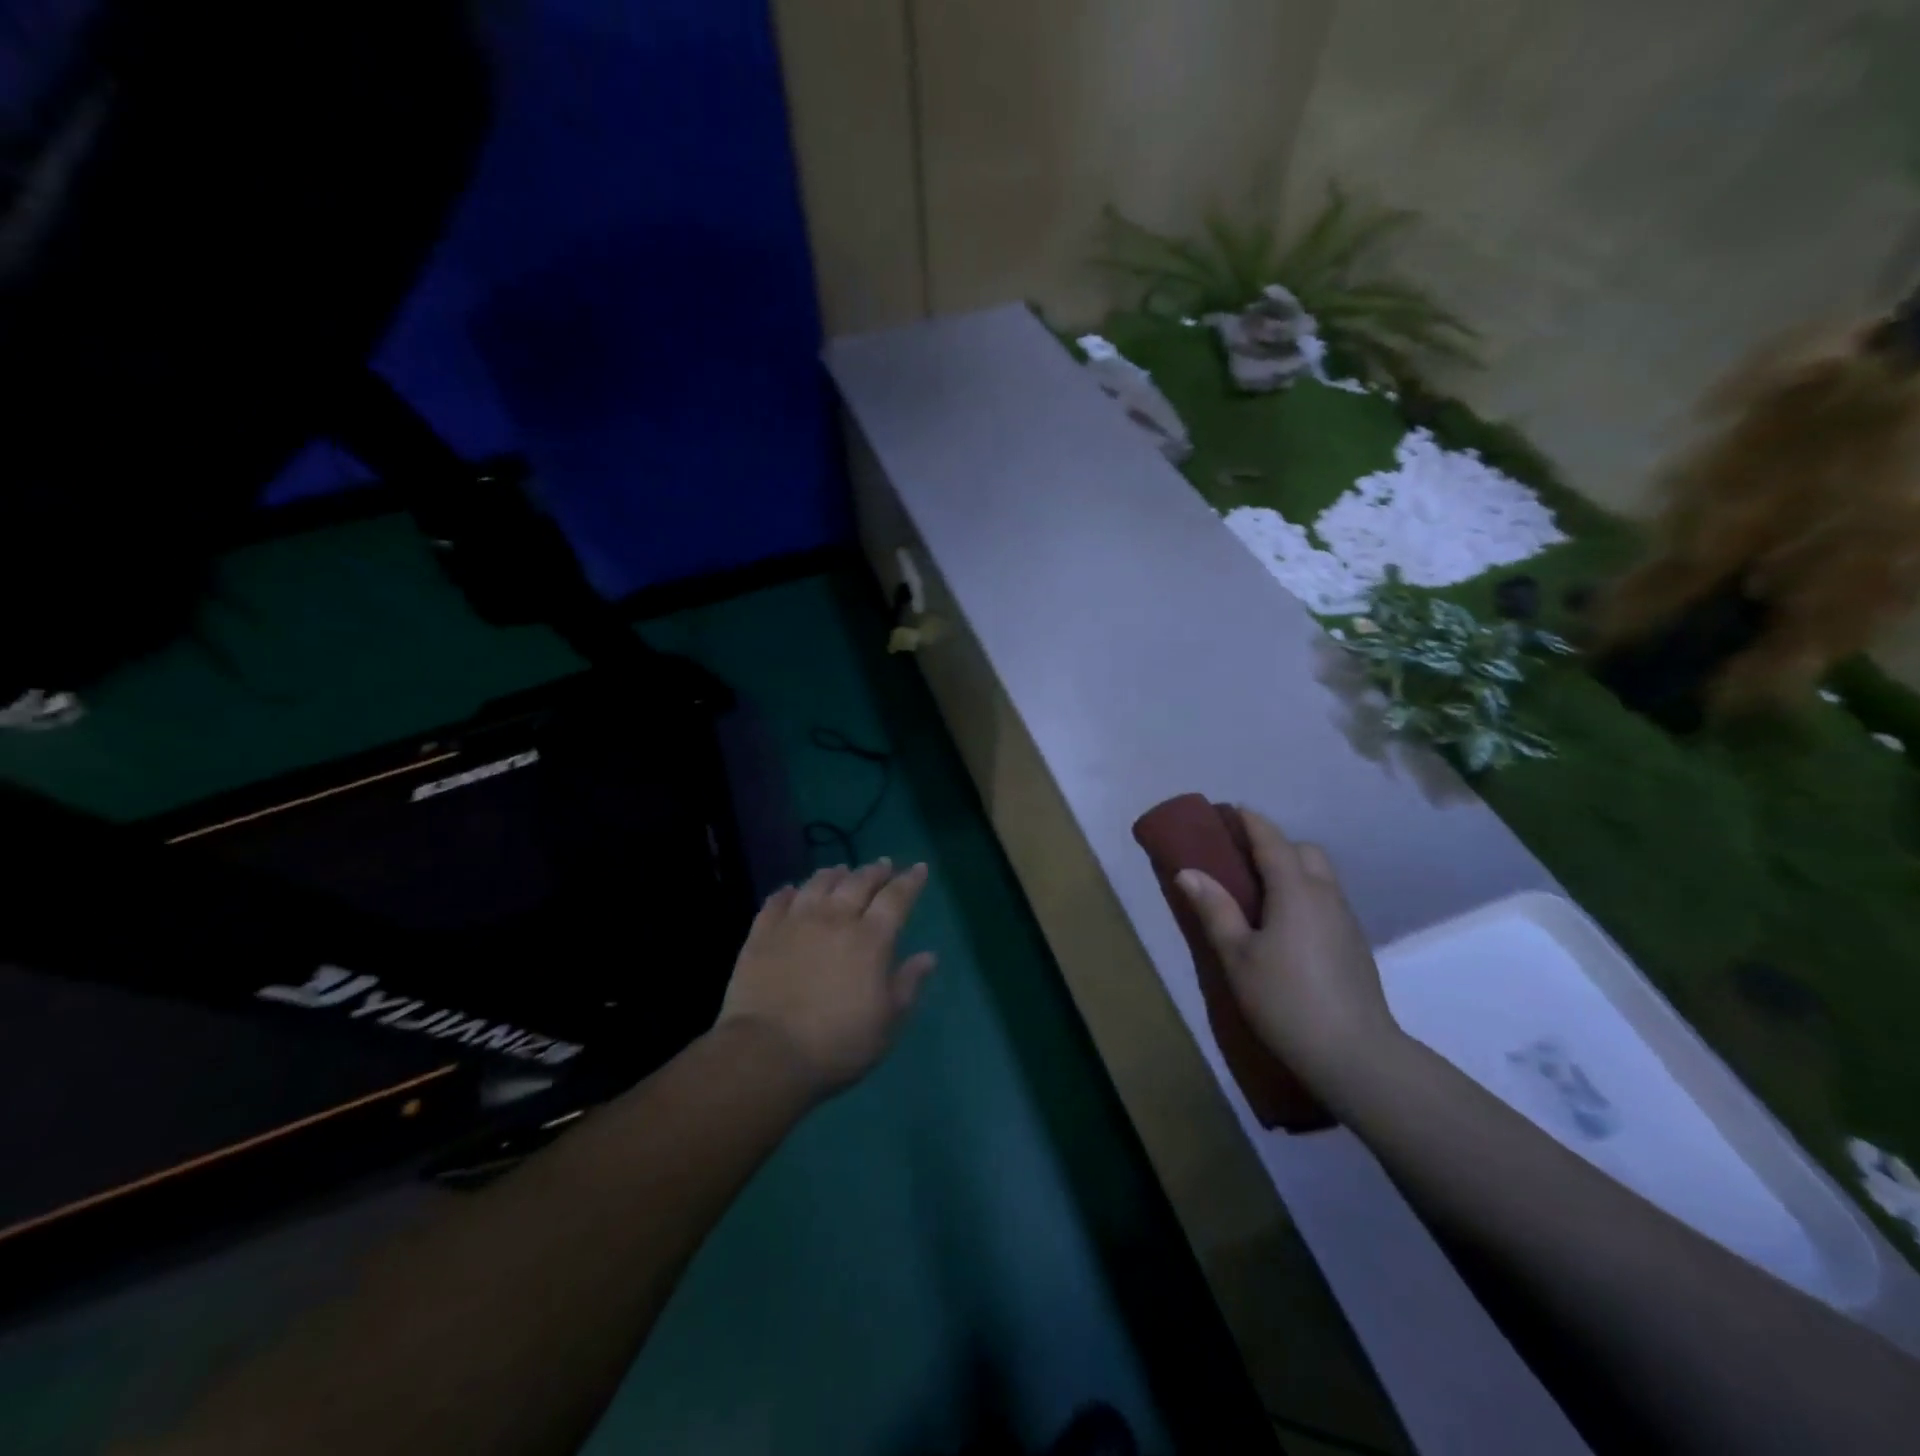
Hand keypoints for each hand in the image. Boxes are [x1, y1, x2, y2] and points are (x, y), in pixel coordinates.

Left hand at [717, 859, 935, 1099]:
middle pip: (858, 882)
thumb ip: (908, 984)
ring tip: (842, 869)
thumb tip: (928, 955)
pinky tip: (792, 890)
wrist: (767, 1053)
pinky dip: (788, 891)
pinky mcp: (762, 933)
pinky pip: (777, 901)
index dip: (910, 881)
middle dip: (875, 870)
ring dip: (834, 873)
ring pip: (818, 884)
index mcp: (870, 938)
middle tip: (884, 864)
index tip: (919, 867)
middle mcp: (835, 919)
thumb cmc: (838, 1043)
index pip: (896, 898)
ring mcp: (795, 922)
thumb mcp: (887, 1022)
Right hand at [1176, 808, 1400, 1098]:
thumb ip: (1215, 909)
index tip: (1230, 810)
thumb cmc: (1285, 999)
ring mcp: (1346, 920)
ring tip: (1260, 894)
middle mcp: (1326, 895)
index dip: (1251, 822)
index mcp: (1295, 890)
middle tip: (1242, 861)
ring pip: (1320, 877)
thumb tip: (1189, 871)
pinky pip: (1326, 901)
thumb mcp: (1237, 955)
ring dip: (1292, 870)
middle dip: (1275, 845)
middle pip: (1304, 852)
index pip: (1272, 841)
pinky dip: (1304, 895)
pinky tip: (1285, 926)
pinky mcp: (1354, 945)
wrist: (1356, 1055)